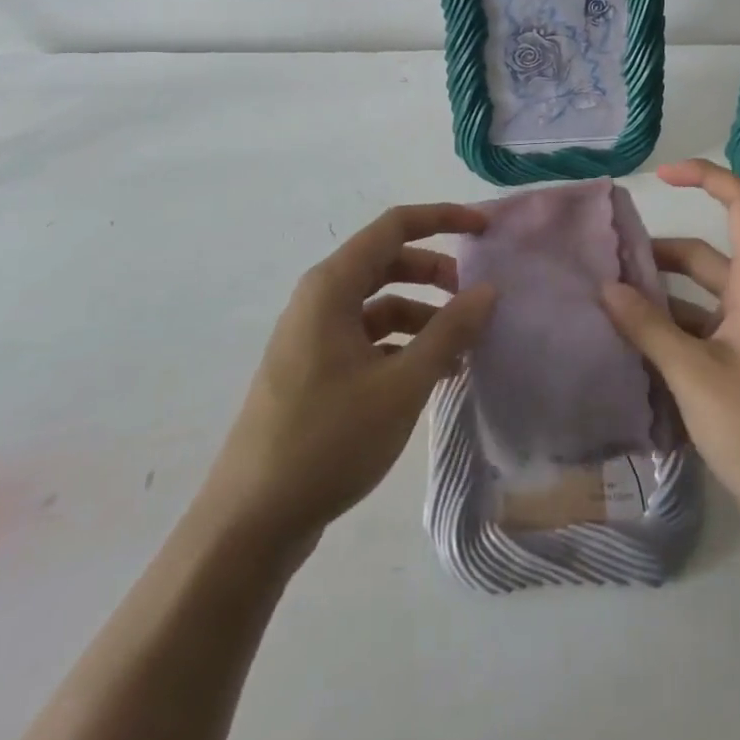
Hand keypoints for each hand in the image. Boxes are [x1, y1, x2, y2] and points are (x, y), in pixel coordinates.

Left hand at [203, 203, 494, 556]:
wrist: (252, 520)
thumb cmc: (329, 439)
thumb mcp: (402, 384)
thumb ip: (449, 332)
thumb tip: (488, 290)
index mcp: (331, 286)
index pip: (394, 226)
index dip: (443, 218)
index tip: (485, 231)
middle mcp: (319, 300)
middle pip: (386, 262)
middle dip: (435, 273)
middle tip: (476, 298)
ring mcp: (313, 337)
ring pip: (378, 304)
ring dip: (423, 315)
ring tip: (463, 348)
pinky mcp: (313, 370)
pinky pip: (367, 338)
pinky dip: (402, 345)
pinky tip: (433, 376)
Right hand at [600, 160, 739, 551]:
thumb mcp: (694, 375)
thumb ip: (648, 328)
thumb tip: (607, 288)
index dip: (706, 179)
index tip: (660, 179)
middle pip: (709, 256)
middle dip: (660, 253)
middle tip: (607, 263)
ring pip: (701, 299)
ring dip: (660, 297)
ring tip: (608, 305)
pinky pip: (701, 334)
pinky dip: (669, 333)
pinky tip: (631, 350)